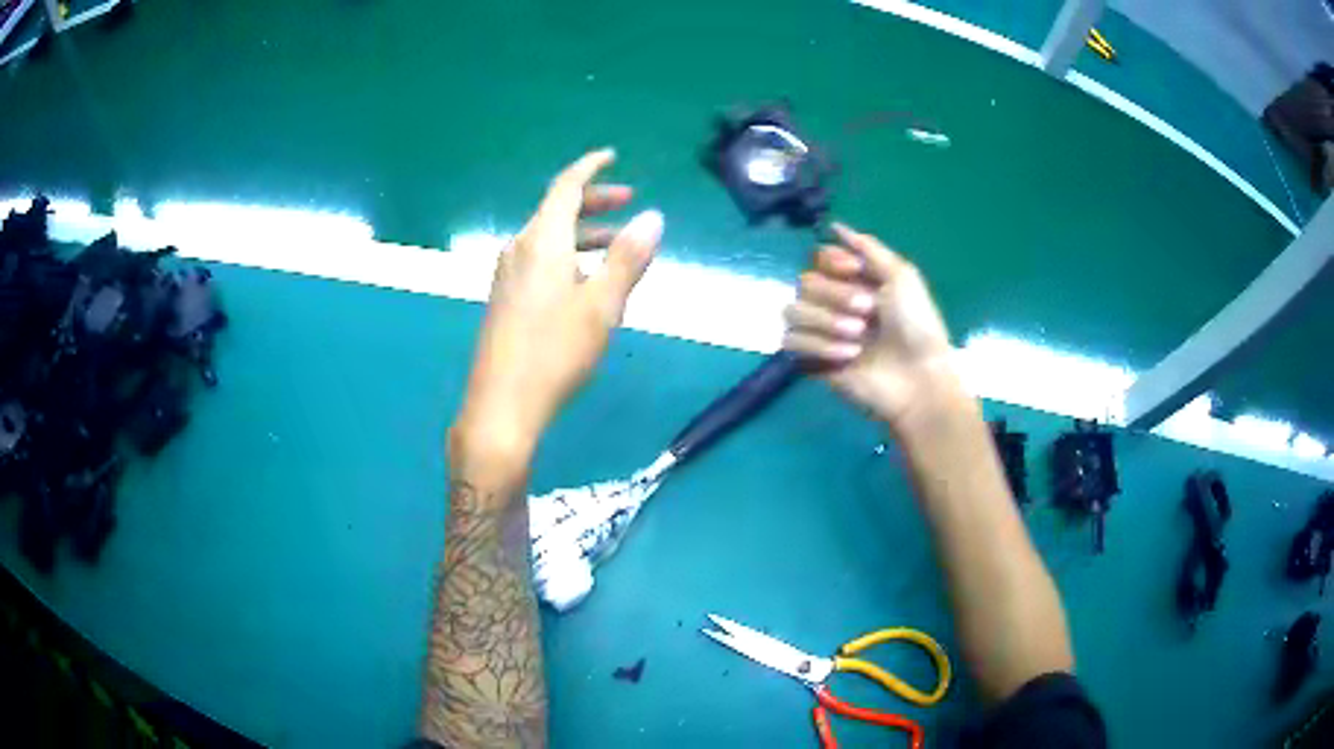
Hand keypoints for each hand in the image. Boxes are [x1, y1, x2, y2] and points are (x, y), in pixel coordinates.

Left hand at [454, 149, 662, 470]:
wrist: (501, 407)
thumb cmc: (554, 353)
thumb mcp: (602, 306)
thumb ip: (627, 258)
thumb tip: (653, 217)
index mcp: (542, 242)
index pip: (565, 187)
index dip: (590, 168)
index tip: (611, 157)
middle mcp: (519, 249)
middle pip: (556, 210)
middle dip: (593, 202)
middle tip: (628, 203)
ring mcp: (506, 276)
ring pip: (548, 239)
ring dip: (583, 234)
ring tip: (616, 246)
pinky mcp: (504, 300)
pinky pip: (539, 261)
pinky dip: (567, 257)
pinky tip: (585, 283)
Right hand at [783, 223, 959, 432]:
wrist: (918, 377)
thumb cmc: (917, 326)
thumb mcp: (902, 275)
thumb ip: (868, 247)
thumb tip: (834, 225)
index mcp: (854, 281)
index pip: (819, 257)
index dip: (833, 262)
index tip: (856, 271)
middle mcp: (833, 303)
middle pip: (804, 282)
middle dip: (836, 295)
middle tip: (867, 313)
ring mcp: (821, 332)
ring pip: (792, 310)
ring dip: (825, 320)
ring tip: (857, 337)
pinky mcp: (811, 361)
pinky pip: (791, 341)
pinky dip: (819, 345)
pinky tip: (847, 356)